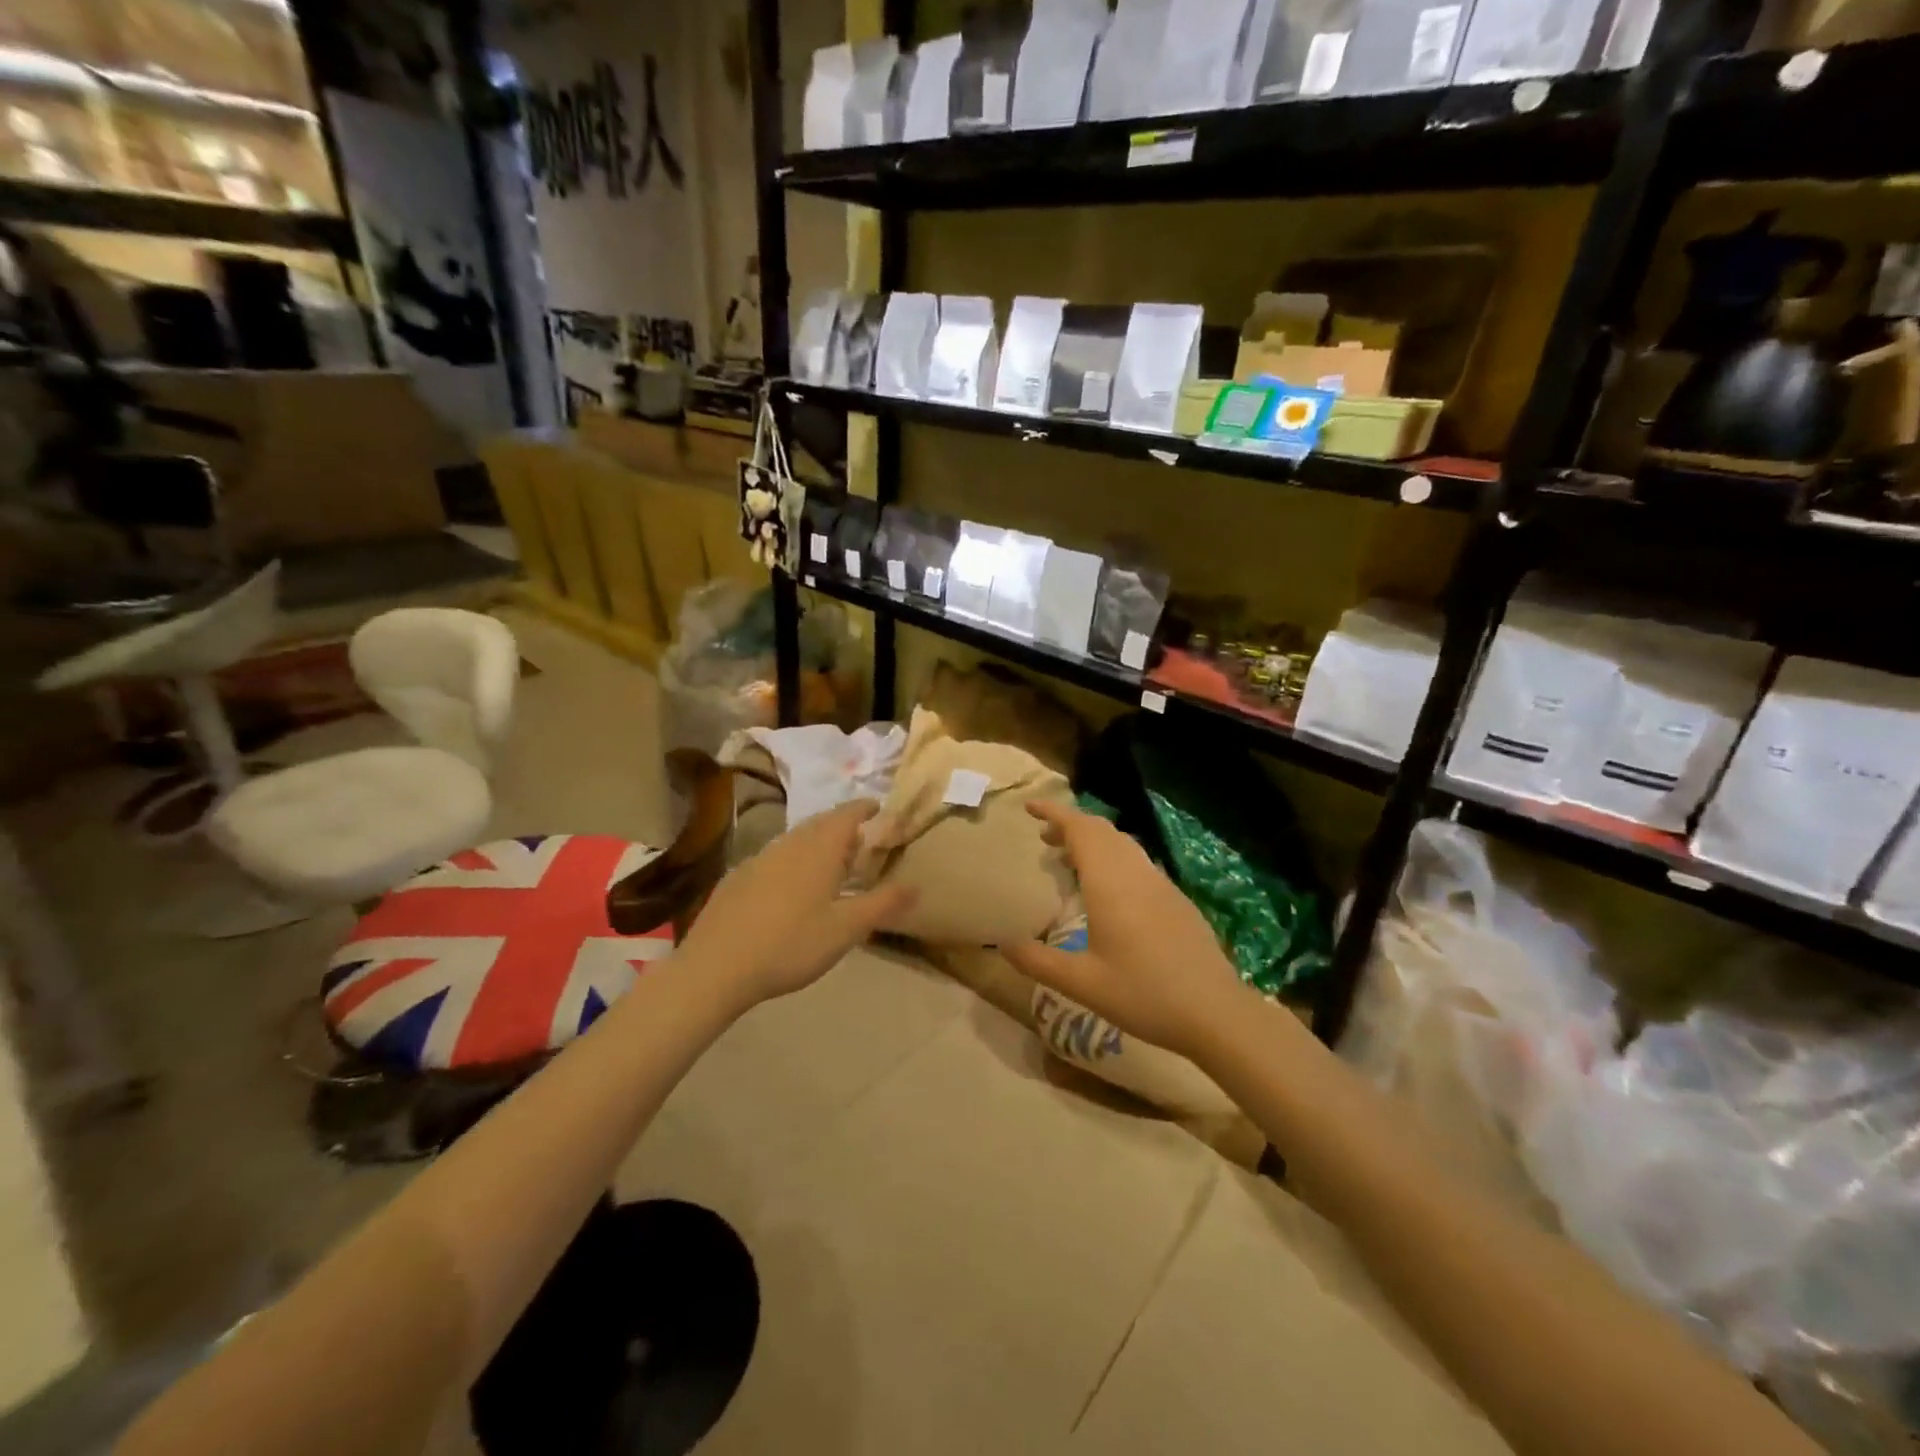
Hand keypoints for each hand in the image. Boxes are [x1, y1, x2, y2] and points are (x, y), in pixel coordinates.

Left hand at [676, 800, 915, 1010]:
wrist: (716, 966)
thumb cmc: (791, 944)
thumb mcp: (846, 929)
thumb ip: (883, 904)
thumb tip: (917, 885)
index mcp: (819, 850)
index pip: (846, 814)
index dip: (864, 808)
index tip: (878, 808)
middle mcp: (789, 844)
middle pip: (820, 823)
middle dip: (841, 824)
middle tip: (859, 837)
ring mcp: (758, 859)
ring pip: (794, 839)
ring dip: (815, 842)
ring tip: (829, 861)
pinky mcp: (737, 878)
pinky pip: (773, 858)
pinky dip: (791, 860)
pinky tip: (789, 886)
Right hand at [1001, 801, 1250, 1061]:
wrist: (1215, 1011)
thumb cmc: (1144, 994)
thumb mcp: (1082, 984)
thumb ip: (1039, 962)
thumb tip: (1004, 944)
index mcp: (1110, 883)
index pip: (1079, 829)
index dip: (1054, 812)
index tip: (1030, 808)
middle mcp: (1135, 873)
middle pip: (1101, 830)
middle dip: (1070, 825)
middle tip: (1043, 838)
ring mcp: (1160, 883)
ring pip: (1122, 844)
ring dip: (1093, 841)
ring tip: (1069, 859)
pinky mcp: (1176, 898)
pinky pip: (1137, 861)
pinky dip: (1113, 858)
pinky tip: (1108, 890)